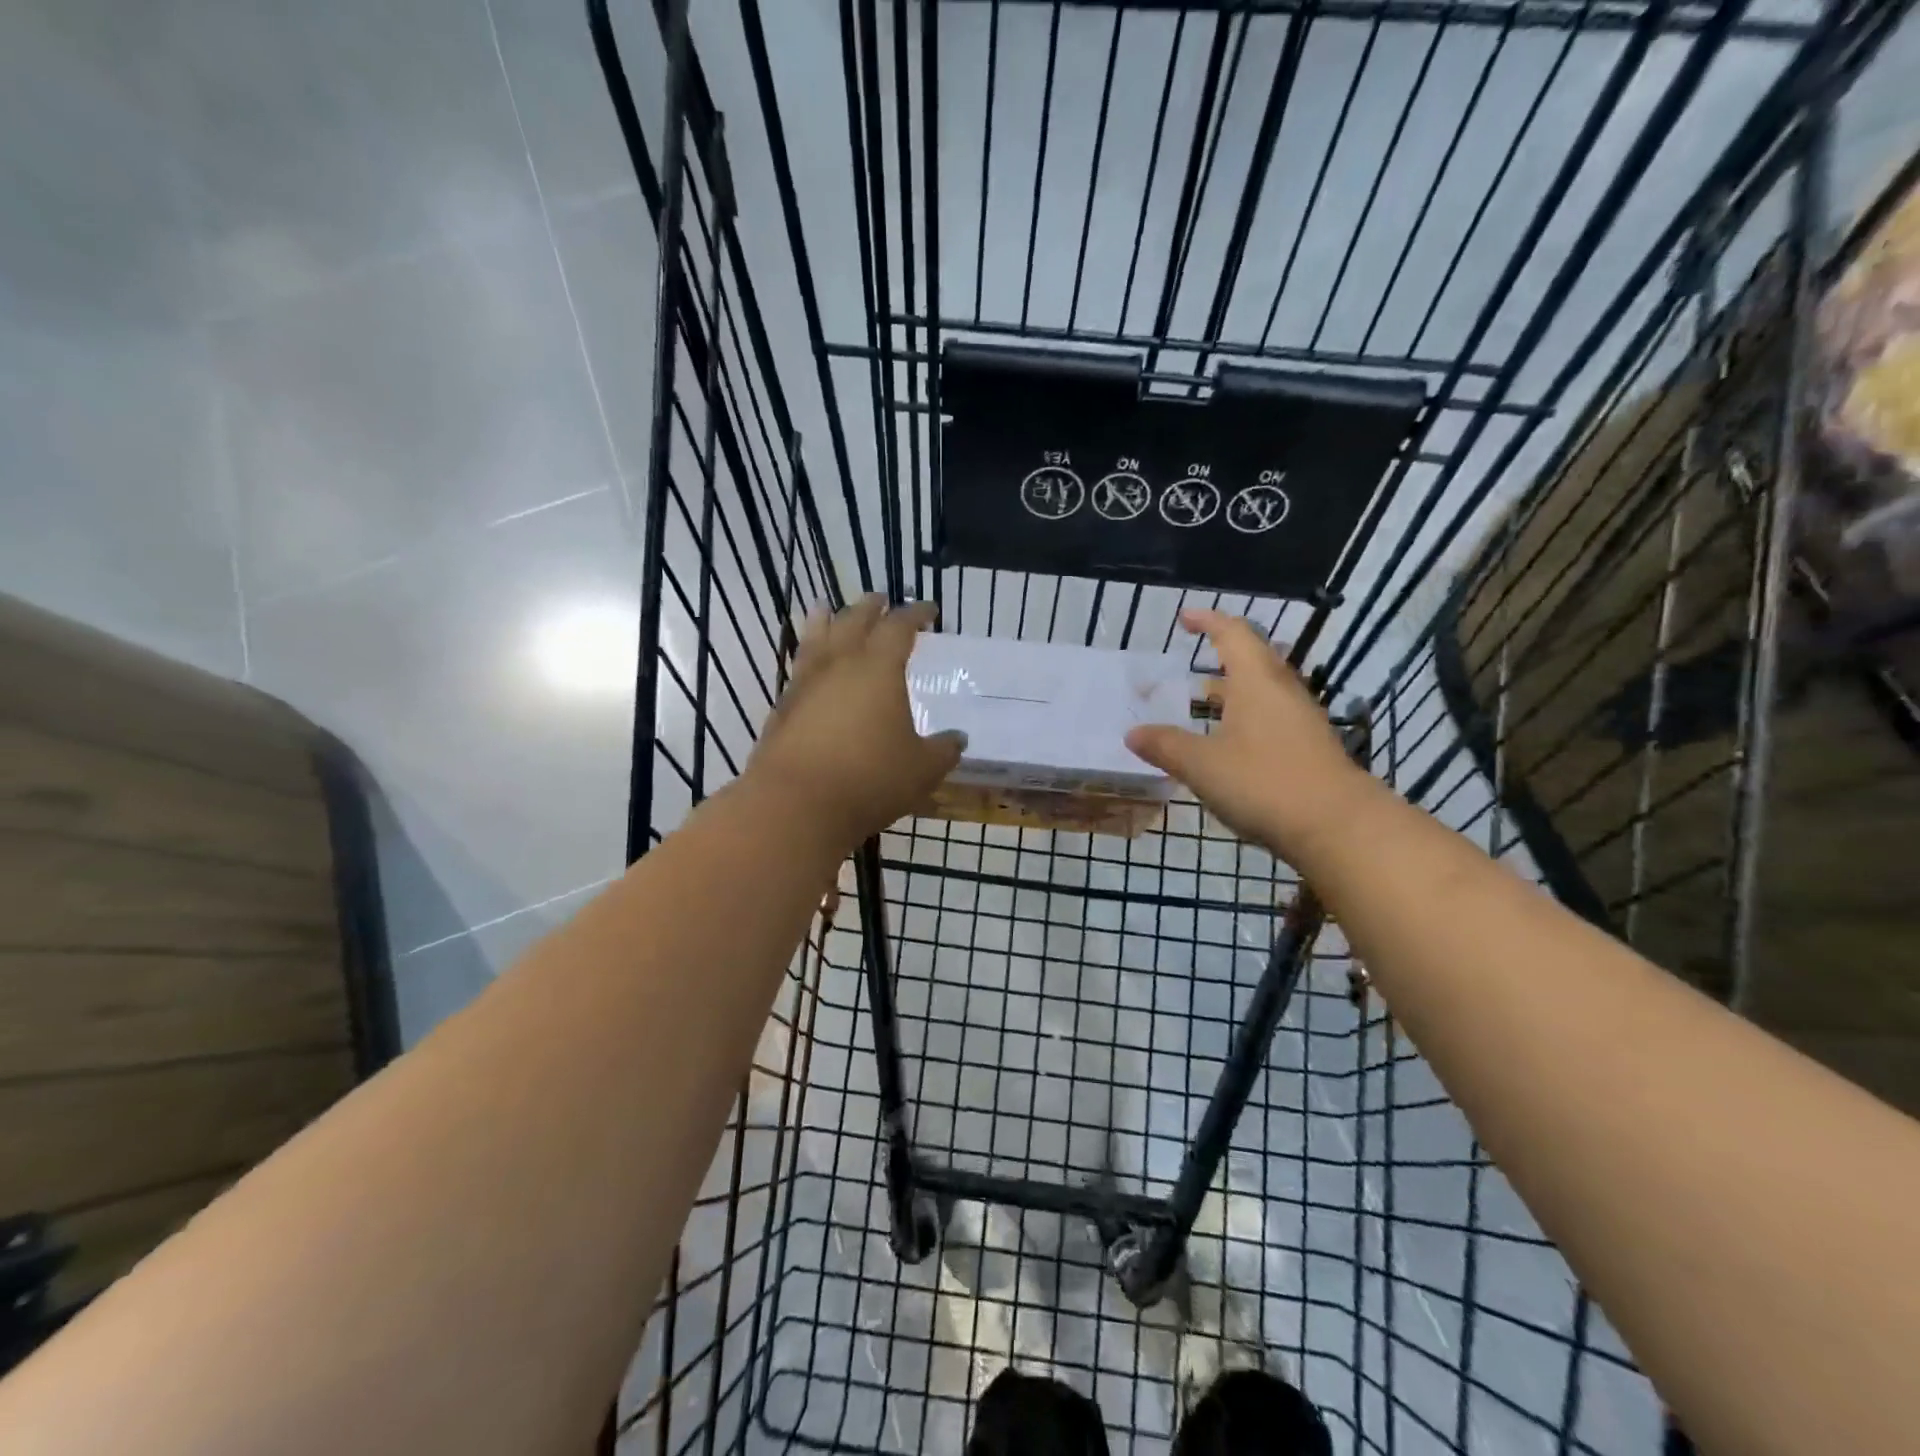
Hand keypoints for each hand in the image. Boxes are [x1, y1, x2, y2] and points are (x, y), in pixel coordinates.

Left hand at [745, 595, 964, 850]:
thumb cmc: (870, 779)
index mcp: (879, 667)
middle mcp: (839, 664)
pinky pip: (798, 667)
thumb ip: (943, 750)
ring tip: (826, 609)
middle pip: (853, 620)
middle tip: (880, 600)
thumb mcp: (922, 769)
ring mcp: (805, 683)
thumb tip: (957, 739)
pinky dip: (807, 655)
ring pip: (815, 637)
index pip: (899, 627)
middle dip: (870, 607)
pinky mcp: (782, 708)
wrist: (796, 804)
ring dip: (826, 619)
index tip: (929, 609)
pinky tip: (810, 668)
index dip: (916, 614)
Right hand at [1125, 608, 1374, 862]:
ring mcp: (1301, 720)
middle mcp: (1282, 691)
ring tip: (1203, 702)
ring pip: (1263, 691)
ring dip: (1233, 691)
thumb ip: (1165, 746)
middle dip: (1221, 656)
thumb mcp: (1202, 765)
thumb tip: (1132, 733)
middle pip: (1253, 659)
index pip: (1232, 634)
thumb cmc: (1264, 782)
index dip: (1207, 621)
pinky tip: (1229, 743)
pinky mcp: (1309, 747)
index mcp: (1256, 681)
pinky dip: (1245, 718)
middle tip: (1191, 663)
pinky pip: (1272, 717)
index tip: (1184, 618)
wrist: (1338, 826)